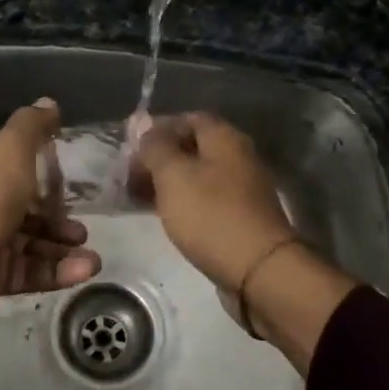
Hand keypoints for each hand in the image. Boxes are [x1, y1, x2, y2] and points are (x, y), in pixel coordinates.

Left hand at [0, 99, 99, 380]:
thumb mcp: (10, 150)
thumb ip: (31, 126)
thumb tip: (49, 102)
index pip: (9, 167)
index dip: (39, 171)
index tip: (68, 178)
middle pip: (23, 209)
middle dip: (56, 217)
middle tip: (82, 225)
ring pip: (30, 243)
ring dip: (62, 247)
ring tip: (92, 255)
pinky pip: (30, 272)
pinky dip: (57, 271)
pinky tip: (84, 270)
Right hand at [134, 112, 354, 373]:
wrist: (258, 271)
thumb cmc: (211, 215)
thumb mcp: (173, 175)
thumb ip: (156, 147)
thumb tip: (145, 127)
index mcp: (225, 138)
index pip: (188, 118)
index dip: (158, 128)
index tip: (131, 147)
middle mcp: (238, 157)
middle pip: (193, 147)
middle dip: (160, 157)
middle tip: (130, 175)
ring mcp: (242, 189)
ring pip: (198, 175)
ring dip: (168, 182)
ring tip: (139, 197)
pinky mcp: (240, 217)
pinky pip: (206, 199)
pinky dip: (183, 202)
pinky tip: (165, 216)